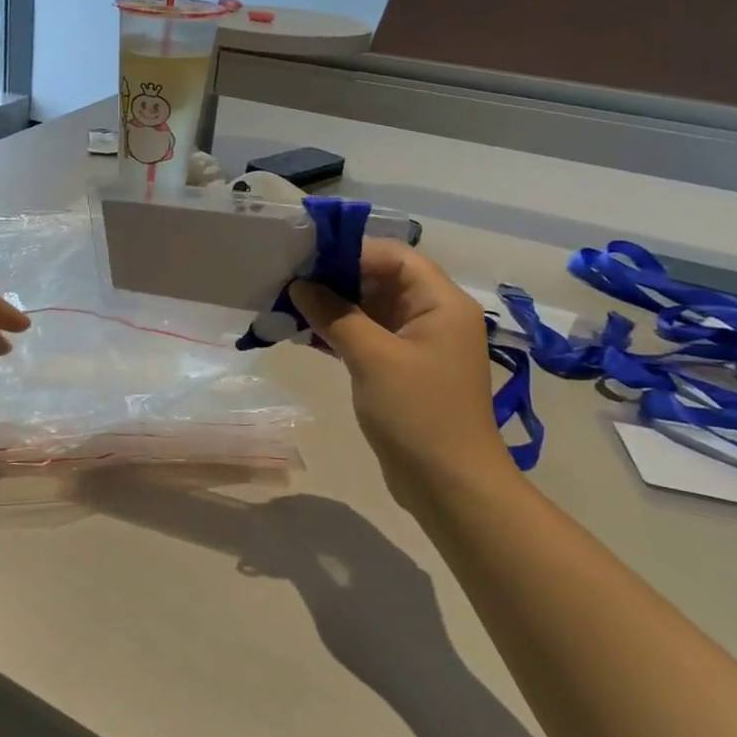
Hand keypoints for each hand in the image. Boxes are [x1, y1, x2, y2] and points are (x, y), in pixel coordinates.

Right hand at [290, 242, 515, 509]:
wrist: (450, 485)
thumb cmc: (418, 413)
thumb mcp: (372, 358)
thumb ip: (335, 315)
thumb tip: (300, 285)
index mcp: (440, 303)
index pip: (393, 256)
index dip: (350, 252)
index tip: (305, 260)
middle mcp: (432, 316)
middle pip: (380, 279)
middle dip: (334, 279)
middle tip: (287, 282)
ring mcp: (417, 344)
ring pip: (369, 309)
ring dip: (331, 307)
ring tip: (286, 307)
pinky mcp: (401, 369)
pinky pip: (366, 336)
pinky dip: (338, 332)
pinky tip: (302, 334)